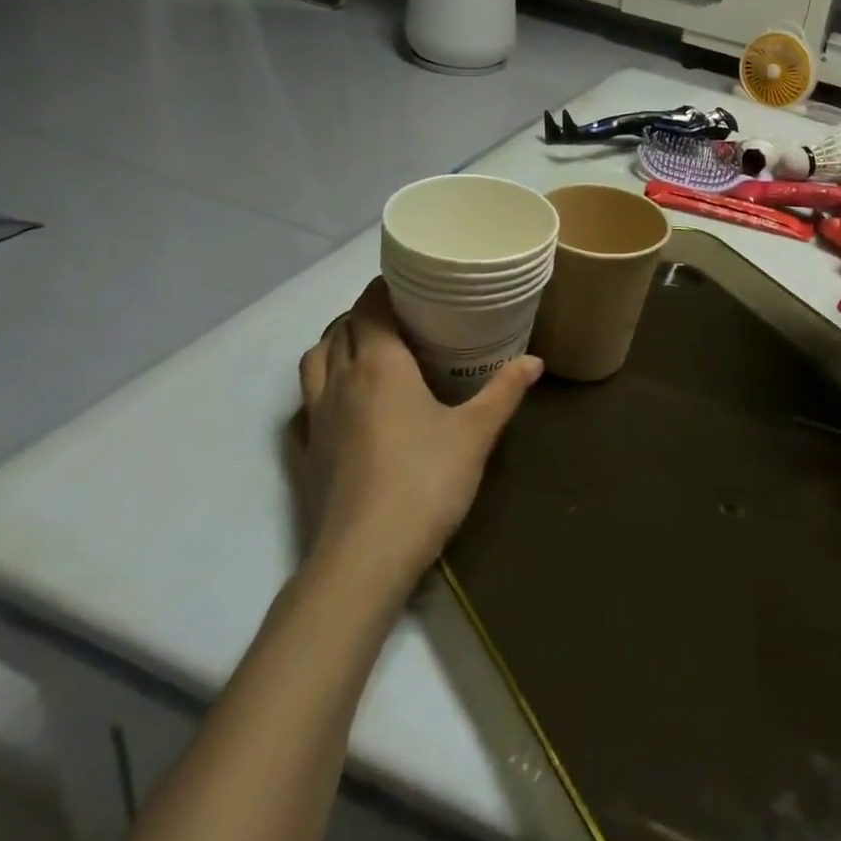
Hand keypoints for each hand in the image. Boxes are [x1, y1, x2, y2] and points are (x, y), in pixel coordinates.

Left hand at [295, 280, 540, 578]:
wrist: (363, 559)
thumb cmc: (425, 483)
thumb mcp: (476, 433)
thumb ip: (504, 391)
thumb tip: (534, 361)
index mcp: (380, 365)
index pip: (370, 307)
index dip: (385, 288)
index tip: (411, 281)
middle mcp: (341, 381)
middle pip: (341, 327)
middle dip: (366, 312)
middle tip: (403, 314)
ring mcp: (316, 417)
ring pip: (315, 358)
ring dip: (338, 342)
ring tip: (372, 348)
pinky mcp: (306, 451)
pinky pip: (308, 396)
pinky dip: (324, 380)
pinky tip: (351, 401)